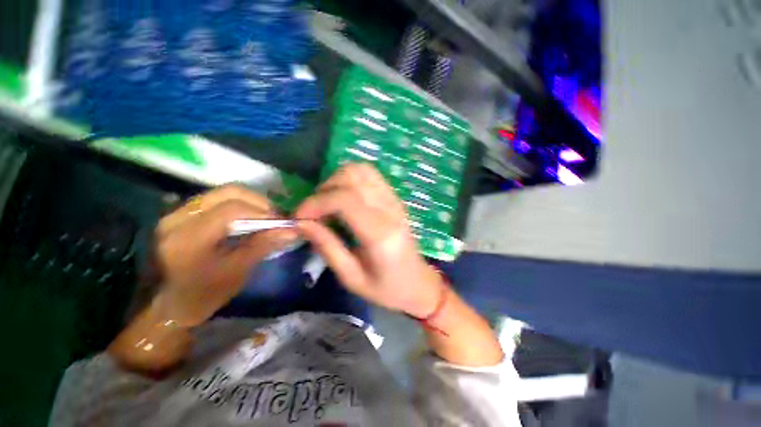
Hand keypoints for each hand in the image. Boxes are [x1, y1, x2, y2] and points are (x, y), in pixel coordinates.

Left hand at [153, 185, 297, 325]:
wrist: (166, 304)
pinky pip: (217, 199)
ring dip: (250, 202)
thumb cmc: (202, 294)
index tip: (282, 223)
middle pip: (229, 192)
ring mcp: (178, 212)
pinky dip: (238, 204)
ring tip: (264, 217)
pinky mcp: (182, 213)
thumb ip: (263, 246)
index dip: (263, 212)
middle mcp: (180, 217)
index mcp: (189, 238)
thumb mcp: (236, 272)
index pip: (233, 209)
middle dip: (259, 202)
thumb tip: (291, 230)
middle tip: (274, 217)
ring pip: (223, 193)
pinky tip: (247, 218)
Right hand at [295, 163, 443, 317]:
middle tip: (315, 212)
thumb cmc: (386, 289)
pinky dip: (351, 180)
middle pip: (352, 177)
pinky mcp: (395, 198)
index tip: (300, 218)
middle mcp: (390, 210)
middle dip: (325, 189)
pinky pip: (370, 175)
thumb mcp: (351, 277)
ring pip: (361, 169)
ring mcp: (395, 200)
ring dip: (338, 180)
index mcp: (380, 234)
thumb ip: (327, 246)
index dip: (316, 203)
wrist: (418, 283)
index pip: (345, 200)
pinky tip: (345, 199)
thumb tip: (302, 223)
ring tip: (329, 203)